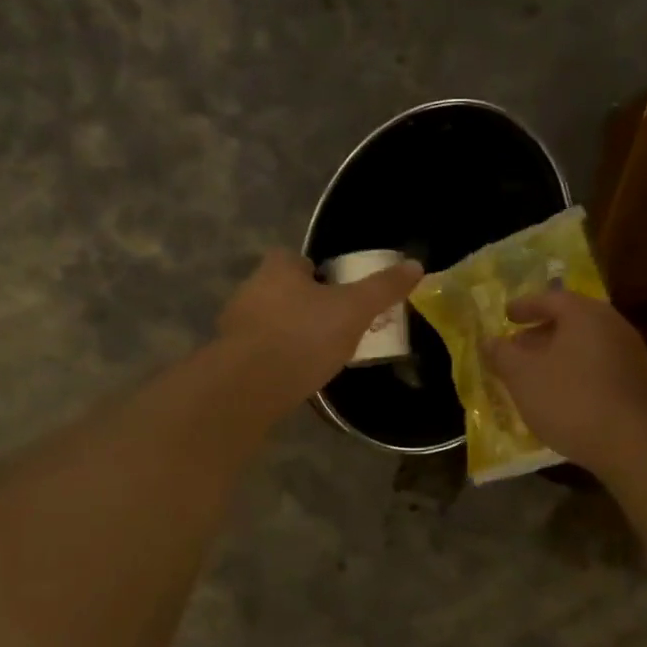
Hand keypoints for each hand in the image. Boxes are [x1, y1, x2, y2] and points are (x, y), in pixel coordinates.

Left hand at [217, 249, 421, 404]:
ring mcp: (236, 324)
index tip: (340, 297)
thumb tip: (416, 265)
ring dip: (290, 333)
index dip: (320, 276)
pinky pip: (260, 350)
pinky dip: (276, 358)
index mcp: (277, 268)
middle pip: (285, 291)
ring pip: (271, 321)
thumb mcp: (354, 309)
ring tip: (318, 356)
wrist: (251, 385)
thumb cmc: (304, 336)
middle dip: (306, 306)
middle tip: (335, 328)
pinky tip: (295, 376)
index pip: (299, 260)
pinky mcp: (230, 356)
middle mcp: (250, 288)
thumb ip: (383, 288)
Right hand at [483, 290, 646, 473]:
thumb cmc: (570, 399)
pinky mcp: (640, 383)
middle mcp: (613, 325)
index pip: (551, 298)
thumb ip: (501, 354)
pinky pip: (600, 366)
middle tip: (518, 346)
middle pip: (572, 320)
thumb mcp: (522, 376)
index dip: (525, 306)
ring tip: (536, 373)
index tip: (506, 315)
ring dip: (559, 354)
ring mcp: (631, 354)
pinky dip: (577, 371)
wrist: (633, 443)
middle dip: (541, 332)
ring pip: (586, 345)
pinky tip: (564, 394)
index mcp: (585, 314)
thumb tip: (488, 341)